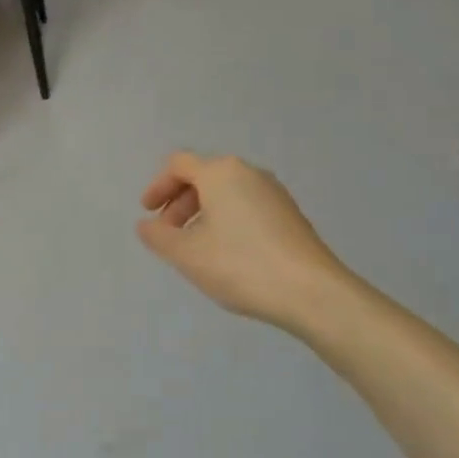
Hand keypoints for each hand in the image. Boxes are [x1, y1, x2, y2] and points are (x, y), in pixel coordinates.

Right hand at [138, 152, 344, 329]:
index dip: (158, 186)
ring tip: (195, 246)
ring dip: (202, 212)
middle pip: (204, 176)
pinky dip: (226, 220)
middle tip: (168, 232)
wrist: (312, 292)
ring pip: (227, 192)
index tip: (148, 213)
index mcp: (221, 173)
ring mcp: (274, 193)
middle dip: (179, 202)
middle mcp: (249, 173)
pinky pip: (247, 206)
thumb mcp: (187, 254)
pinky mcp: (290, 215)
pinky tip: (226, 253)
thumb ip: (158, 236)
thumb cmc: (241, 265)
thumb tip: (146, 225)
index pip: (179, 165)